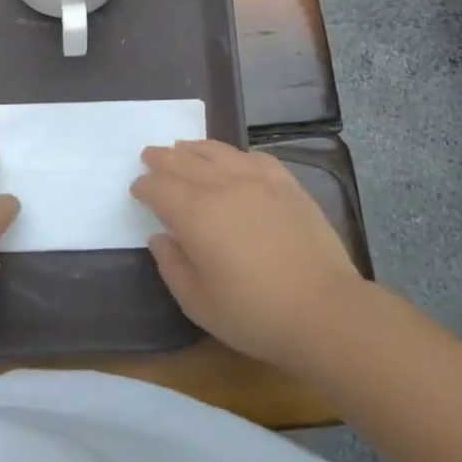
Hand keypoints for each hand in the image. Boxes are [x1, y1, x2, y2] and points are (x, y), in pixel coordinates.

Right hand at [132, 140, 363, 369]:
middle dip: (162, 158)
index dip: (144, 186)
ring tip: (183, 148)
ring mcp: (257, 180)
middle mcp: (222, 185)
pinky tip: (234, 160)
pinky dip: (235, 155)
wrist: (324, 310)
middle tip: (150, 156)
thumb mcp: (198, 303)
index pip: (159, 187)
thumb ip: (172, 266)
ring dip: (194, 149)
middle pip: (183, 161)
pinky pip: (253, 158)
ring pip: (217, 151)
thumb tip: (160, 238)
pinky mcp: (286, 185)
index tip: (137, 189)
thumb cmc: (254, 313)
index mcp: (194, 212)